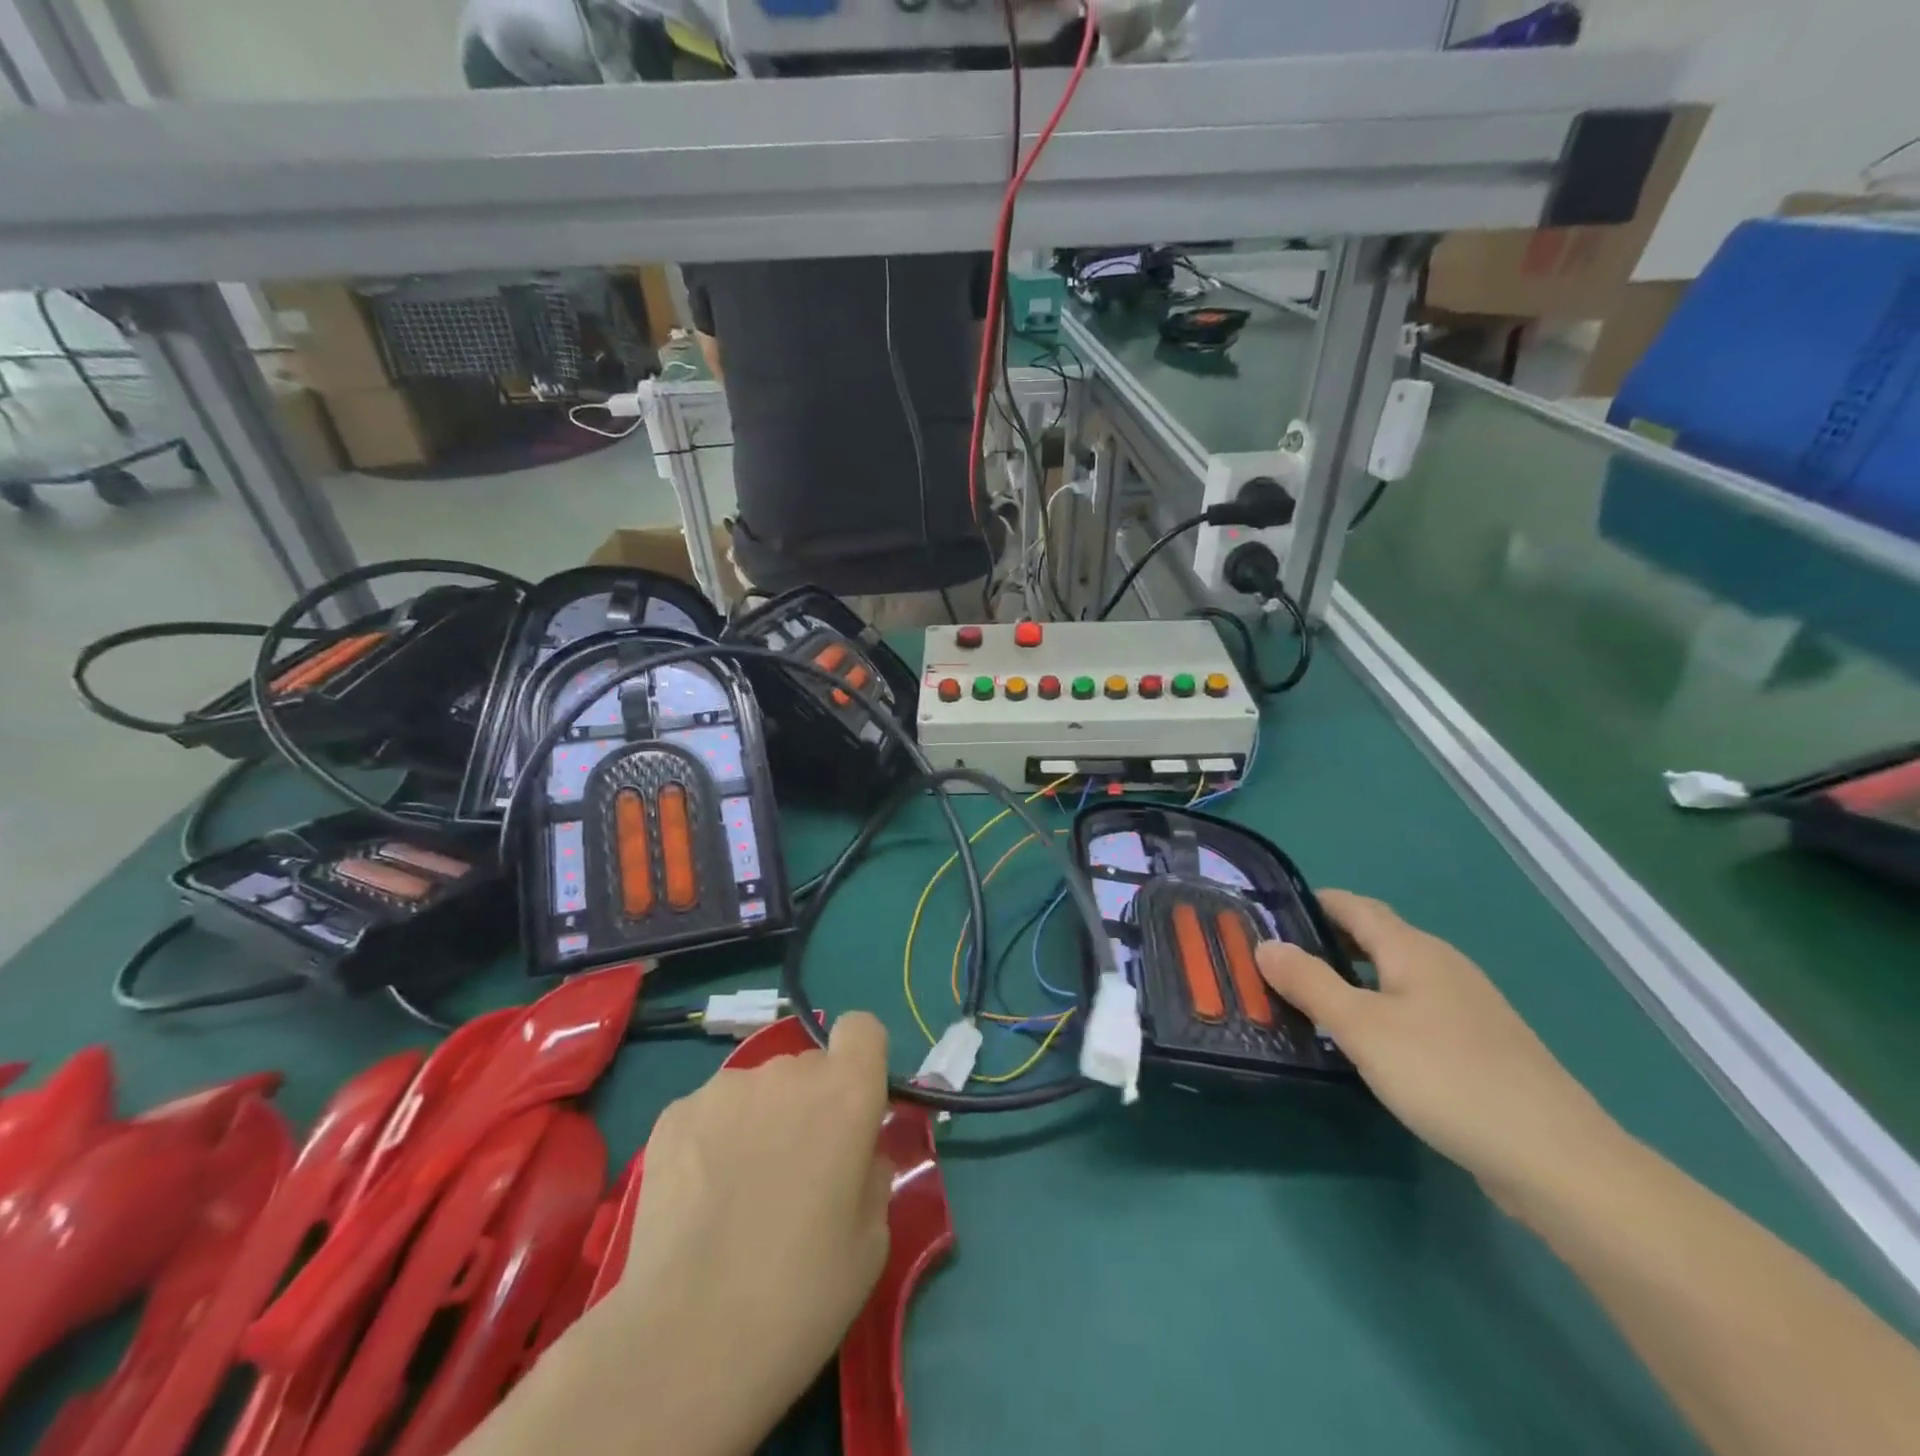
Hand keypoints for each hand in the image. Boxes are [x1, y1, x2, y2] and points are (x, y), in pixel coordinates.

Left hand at [596, 1015, 893, 1455]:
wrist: (687, 1339)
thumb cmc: (802, 1291)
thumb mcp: (872, 1238)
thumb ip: (871, 1170)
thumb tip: (857, 1151)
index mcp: (846, 1091)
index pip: (862, 1029)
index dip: (861, 1061)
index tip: (855, 1108)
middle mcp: (787, 1072)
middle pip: (808, 1068)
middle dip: (810, 1105)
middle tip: (797, 1173)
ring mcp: (725, 1088)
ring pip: (758, 1090)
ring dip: (761, 1120)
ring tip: (740, 1192)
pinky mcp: (674, 1114)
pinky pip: (711, 1112)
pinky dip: (714, 1140)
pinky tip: (701, 1200)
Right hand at [1257, 892, 1624, 1208]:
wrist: (1557, 1160)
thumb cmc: (1447, 1077)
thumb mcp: (1362, 1028)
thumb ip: (1309, 983)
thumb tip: (1265, 944)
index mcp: (1413, 949)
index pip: (1352, 905)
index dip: (1309, 903)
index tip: (1265, 917)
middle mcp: (1441, 966)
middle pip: (1372, 938)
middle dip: (1322, 944)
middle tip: (1274, 965)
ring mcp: (1465, 1006)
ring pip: (1392, 977)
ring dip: (1348, 980)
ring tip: (1306, 1004)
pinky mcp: (1477, 1045)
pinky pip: (1411, 1010)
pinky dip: (1377, 1011)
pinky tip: (1363, 1046)